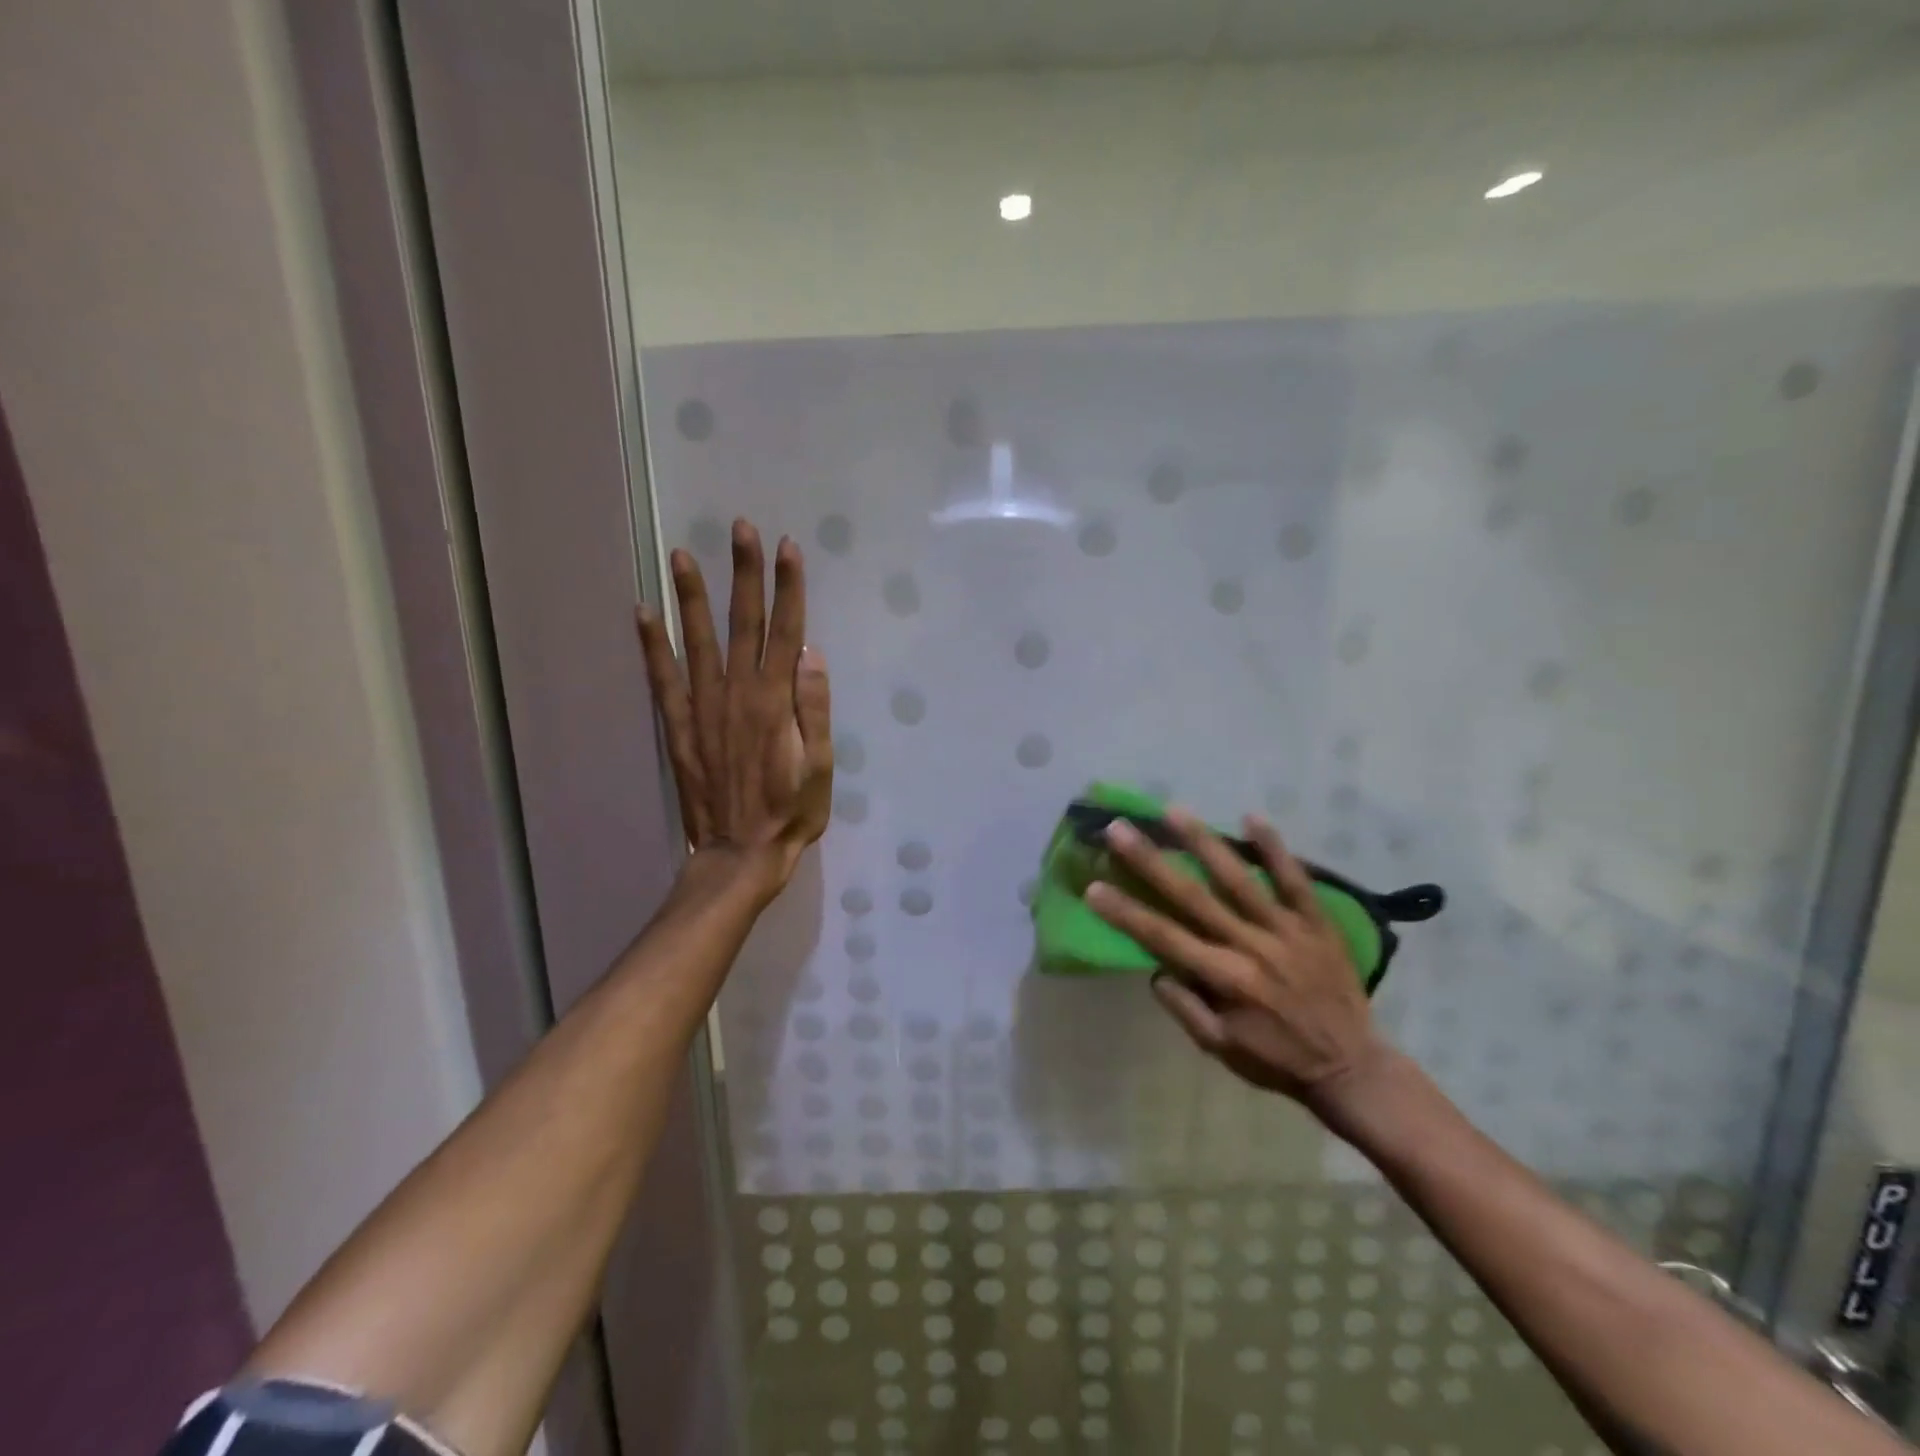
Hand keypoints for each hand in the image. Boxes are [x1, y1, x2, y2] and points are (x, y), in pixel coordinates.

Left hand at [636, 519, 831, 898]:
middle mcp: (737, 693)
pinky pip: (662, 677)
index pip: (786, 631)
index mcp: (777, 701)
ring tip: (680, 554)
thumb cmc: (791, 811)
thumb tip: (809, 653)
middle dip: (744, 573)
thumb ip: (814, 708)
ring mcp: (703, 707)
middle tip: (740, 528)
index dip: (788, 588)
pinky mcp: (679, 725)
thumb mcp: (821, 765)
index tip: (787, 548)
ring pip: (698, 640)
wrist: (739, 852)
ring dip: (691, 595)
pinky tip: (643, 612)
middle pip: (743, 623)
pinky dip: (651, 644)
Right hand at [1086, 810, 1390, 1114]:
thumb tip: (1155, 969)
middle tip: (1119, 829)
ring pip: (1239, 878)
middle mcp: (1251, 946)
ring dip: (1204, 842)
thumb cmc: (1278, 1060)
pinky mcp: (1317, 923)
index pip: (1163, 937)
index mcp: (1225, 978)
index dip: (1125, 912)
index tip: (1093, 886)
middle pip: (1192, 897)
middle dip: (1151, 862)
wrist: (1354, 1068)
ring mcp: (1287, 930)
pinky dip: (1275, 850)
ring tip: (1174, 811)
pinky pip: (1296, 881)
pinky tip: (1252, 817)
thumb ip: (1185, 1008)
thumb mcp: (1220, 1049)